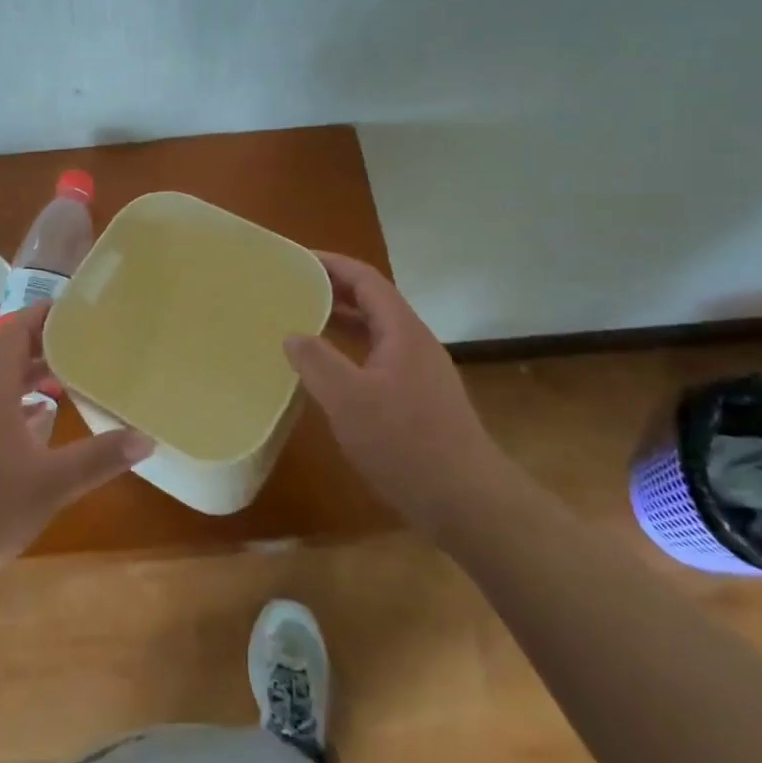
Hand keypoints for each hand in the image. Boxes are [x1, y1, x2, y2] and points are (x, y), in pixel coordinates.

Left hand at [0, 303, 152, 599]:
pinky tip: (43, 425)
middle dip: (47, 345)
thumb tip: (146, 437)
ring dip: (35, 377)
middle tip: (87, 342)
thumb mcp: (50, 484)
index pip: (16, 333)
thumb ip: (98, 459)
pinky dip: (22, 407)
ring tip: (72, 377)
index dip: (42, 314)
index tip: (76, 307)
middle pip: (11, 357)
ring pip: (3, 386)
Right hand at [283, 252, 507, 529]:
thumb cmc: (406, 443)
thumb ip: (317, 362)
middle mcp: (415, 343)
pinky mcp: (422, 400)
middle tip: (293, 288)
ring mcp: (422, 373)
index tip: (297, 259)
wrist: (469, 503)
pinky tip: (332, 375)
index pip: (366, 279)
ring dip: (343, 322)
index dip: (332, 264)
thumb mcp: (349, 400)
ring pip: (377, 333)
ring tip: (304, 323)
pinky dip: (352, 352)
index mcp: (402, 331)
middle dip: (334, 290)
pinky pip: (380, 359)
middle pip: (373, 302)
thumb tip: (293, 335)